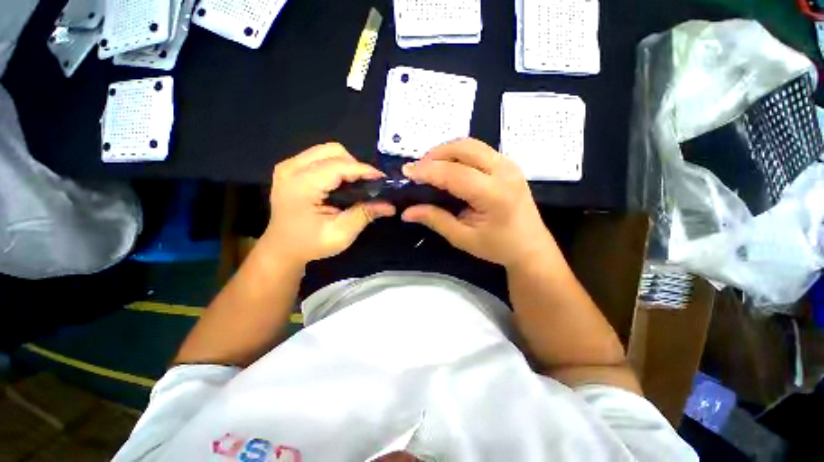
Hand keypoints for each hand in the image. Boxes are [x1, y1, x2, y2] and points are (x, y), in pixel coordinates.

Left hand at [262, 143, 395, 264]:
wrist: (282, 248)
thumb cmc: (310, 244)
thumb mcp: (341, 234)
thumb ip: (365, 215)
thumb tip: (390, 206)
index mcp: (301, 186)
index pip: (338, 166)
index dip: (364, 170)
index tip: (382, 179)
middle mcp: (291, 169)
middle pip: (333, 151)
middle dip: (355, 165)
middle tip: (366, 184)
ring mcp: (288, 166)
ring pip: (327, 151)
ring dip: (346, 164)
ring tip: (355, 183)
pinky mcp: (290, 168)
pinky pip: (319, 156)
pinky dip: (336, 165)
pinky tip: (341, 183)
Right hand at [401, 138, 553, 268]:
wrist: (531, 247)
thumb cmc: (498, 247)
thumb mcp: (462, 238)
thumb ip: (435, 220)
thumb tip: (407, 212)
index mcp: (494, 194)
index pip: (454, 173)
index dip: (428, 170)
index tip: (406, 172)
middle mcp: (504, 172)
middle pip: (464, 148)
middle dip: (436, 154)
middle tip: (419, 169)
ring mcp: (509, 165)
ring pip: (472, 145)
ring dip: (447, 151)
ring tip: (431, 168)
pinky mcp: (509, 165)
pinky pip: (479, 150)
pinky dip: (459, 154)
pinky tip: (450, 168)